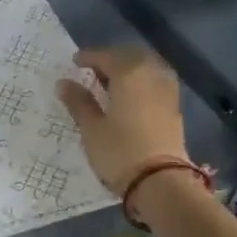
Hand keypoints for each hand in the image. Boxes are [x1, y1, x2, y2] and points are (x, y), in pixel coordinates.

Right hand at [57, 47, 189, 195]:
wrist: (160, 181)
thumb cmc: (119, 152)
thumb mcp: (91, 128)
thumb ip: (78, 102)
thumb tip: (63, 83)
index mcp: (130, 74)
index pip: (107, 56)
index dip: (89, 57)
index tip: (75, 62)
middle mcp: (152, 75)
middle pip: (131, 56)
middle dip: (111, 58)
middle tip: (93, 69)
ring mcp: (166, 90)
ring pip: (147, 67)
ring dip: (129, 68)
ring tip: (110, 82)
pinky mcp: (174, 107)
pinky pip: (156, 81)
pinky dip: (141, 80)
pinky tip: (129, 95)